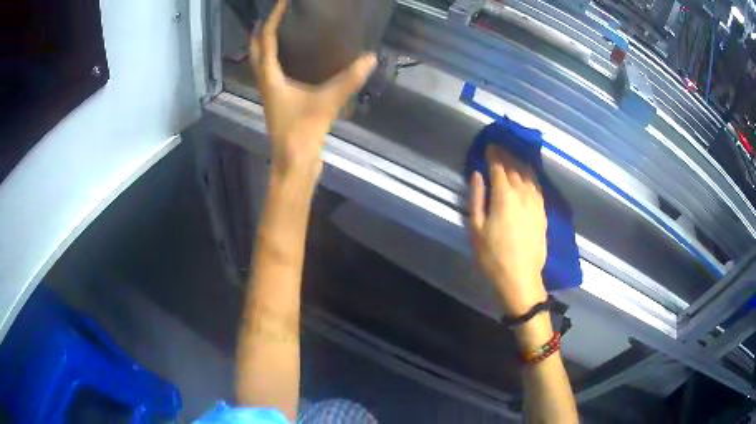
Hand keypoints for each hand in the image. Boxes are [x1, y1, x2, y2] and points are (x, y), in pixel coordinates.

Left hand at [250, 0, 376, 184]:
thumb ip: (349, 79)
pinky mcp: (278, 101)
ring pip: (260, 62)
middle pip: (256, 51)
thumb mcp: (328, 101)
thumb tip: (371, 57)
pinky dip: (274, 59)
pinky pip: (270, 72)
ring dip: (264, 45)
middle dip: (261, 31)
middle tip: (272, 14)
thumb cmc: (303, 131)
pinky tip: (288, 58)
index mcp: (270, 78)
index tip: (281, 2)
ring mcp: (270, 93)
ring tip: (277, 30)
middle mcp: (265, 82)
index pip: (267, 41)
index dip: (273, 19)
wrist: (294, 161)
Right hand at [470, 146, 547, 316]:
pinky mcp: (543, 210)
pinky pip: (537, 185)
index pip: (499, 166)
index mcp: (505, 196)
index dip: (493, 154)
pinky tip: (527, 173)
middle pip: (515, 167)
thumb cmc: (492, 256)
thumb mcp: (475, 228)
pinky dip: (531, 174)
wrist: (521, 278)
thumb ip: (476, 197)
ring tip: (512, 155)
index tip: (489, 144)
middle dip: (506, 154)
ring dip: (519, 162)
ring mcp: (536, 201)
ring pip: (528, 174)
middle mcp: (523, 193)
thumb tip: (477, 174)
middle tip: (499, 146)